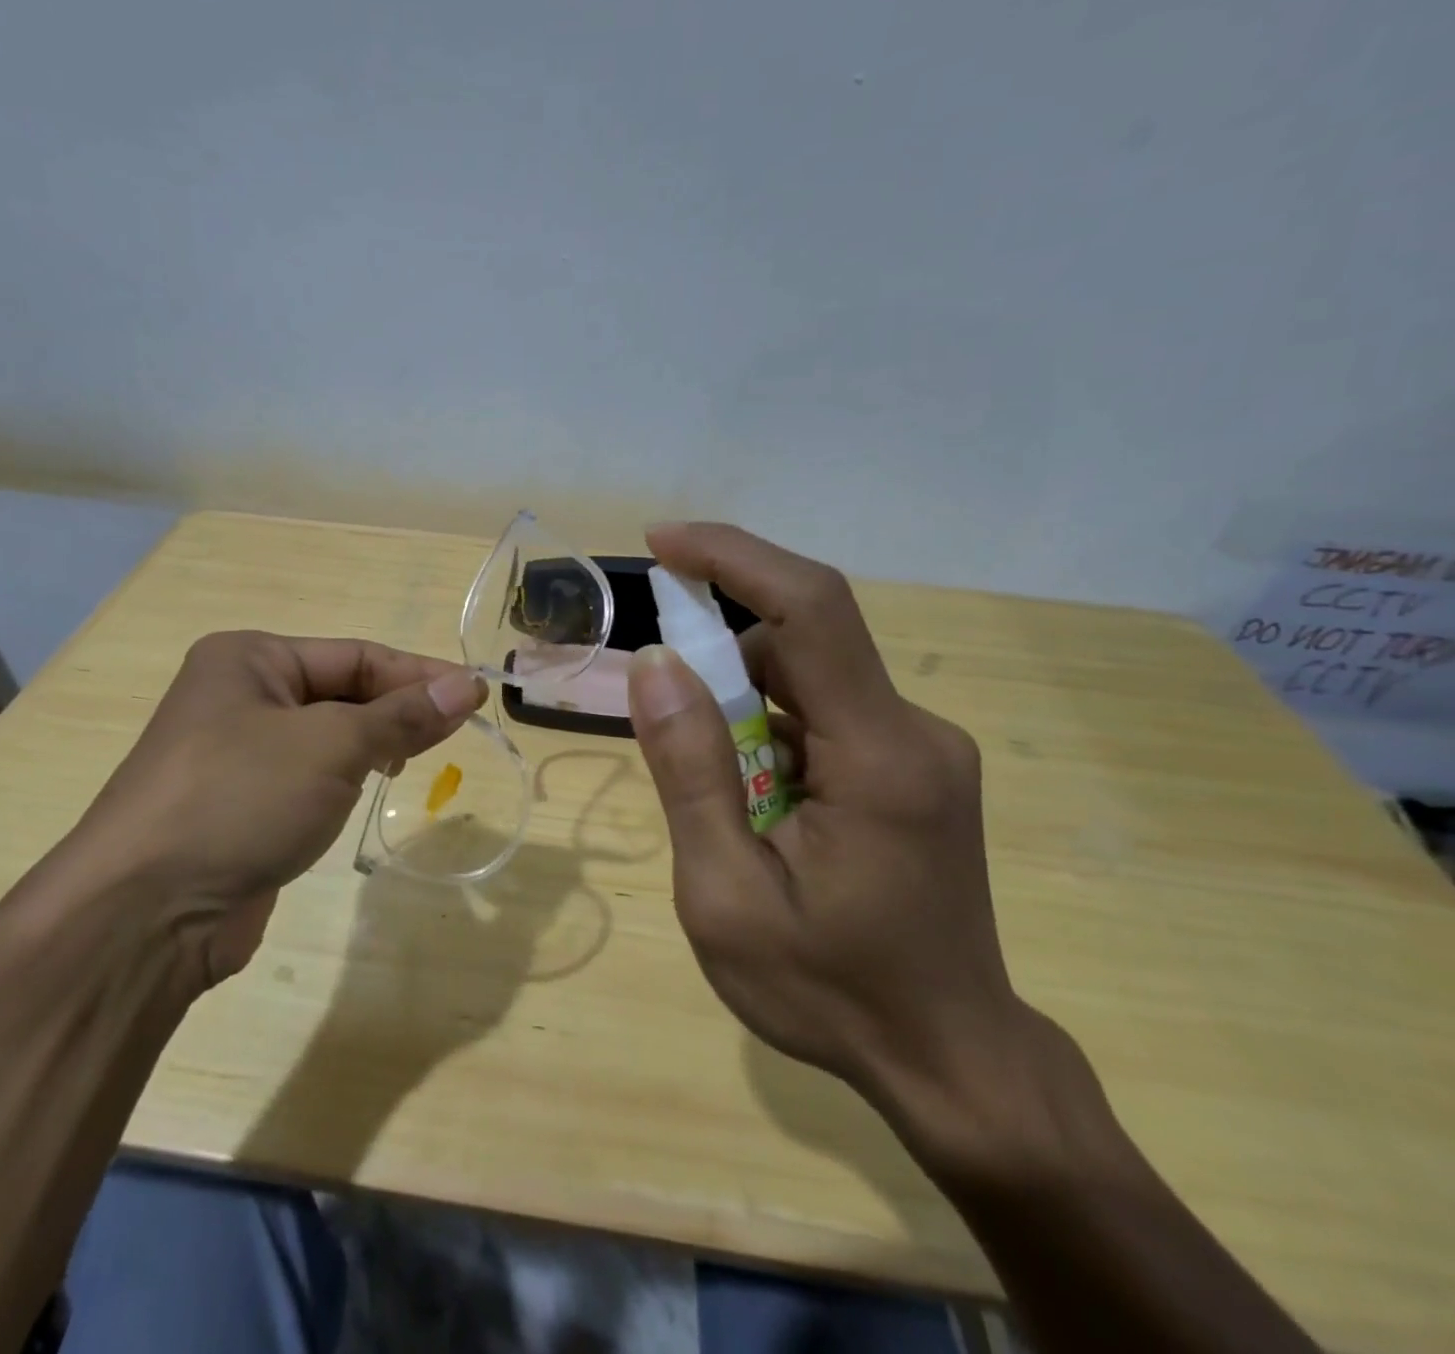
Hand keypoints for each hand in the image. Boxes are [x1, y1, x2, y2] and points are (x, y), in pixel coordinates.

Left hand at [62, 631, 485, 985]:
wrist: (144, 914)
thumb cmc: (240, 799)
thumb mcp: (332, 746)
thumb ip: (403, 715)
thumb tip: (467, 685)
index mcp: (250, 659)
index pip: (356, 655)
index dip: (420, 674)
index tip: (476, 695)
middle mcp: (239, 696)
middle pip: (342, 692)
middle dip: (397, 710)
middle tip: (453, 733)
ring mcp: (237, 753)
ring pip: (328, 736)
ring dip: (374, 744)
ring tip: (416, 760)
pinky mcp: (242, 804)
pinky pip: (309, 775)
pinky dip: (345, 778)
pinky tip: (370, 788)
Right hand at [627, 523, 1020, 1116]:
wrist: (951, 1063)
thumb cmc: (830, 992)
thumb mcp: (726, 894)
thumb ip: (690, 772)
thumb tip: (655, 664)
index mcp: (879, 757)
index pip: (811, 609)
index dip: (734, 557)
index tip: (662, 542)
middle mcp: (915, 732)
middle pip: (802, 644)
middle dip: (718, 660)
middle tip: (662, 722)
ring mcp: (922, 749)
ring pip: (808, 681)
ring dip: (741, 710)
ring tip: (723, 803)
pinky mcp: (914, 767)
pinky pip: (825, 714)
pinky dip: (771, 734)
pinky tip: (760, 810)